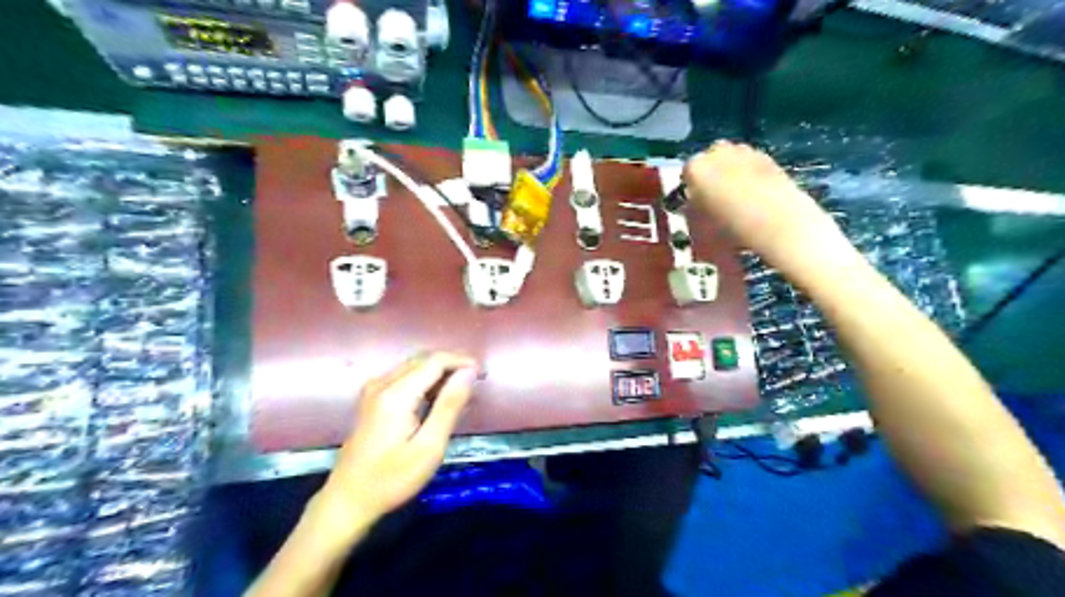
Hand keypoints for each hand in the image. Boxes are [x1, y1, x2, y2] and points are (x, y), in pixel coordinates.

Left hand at [312, 351, 477, 537]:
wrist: (348, 500)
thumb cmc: (392, 479)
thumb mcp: (429, 447)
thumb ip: (449, 406)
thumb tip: (469, 373)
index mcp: (396, 394)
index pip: (435, 361)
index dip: (462, 362)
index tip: (483, 375)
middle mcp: (382, 383)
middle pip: (423, 360)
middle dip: (452, 365)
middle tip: (476, 382)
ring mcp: (373, 390)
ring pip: (414, 366)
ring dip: (440, 372)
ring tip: (461, 390)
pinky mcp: (371, 399)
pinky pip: (404, 376)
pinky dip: (425, 380)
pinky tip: (437, 398)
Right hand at [683, 139, 839, 265]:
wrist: (777, 225)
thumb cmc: (730, 230)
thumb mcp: (699, 228)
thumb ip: (693, 213)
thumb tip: (694, 207)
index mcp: (695, 168)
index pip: (687, 174)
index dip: (690, 190)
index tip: (696, 205)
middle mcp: (717, 152)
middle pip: (709, 161)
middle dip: (711, 176)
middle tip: (716, 201)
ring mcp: (745, 151)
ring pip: (732, 160)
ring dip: (731, 174)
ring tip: (739, 200)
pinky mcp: (769, 157)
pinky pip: (752, 166)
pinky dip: (751, 177)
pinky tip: (757, 198)